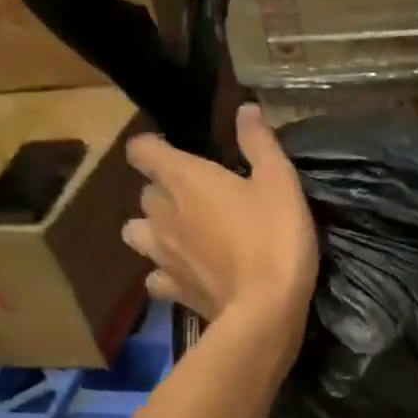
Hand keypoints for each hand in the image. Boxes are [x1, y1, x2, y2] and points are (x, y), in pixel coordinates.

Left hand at [122, 104, 318, 337]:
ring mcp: (161, 254)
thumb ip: (259, 142)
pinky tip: (185, 273)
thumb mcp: (280, 181)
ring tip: (179, 235)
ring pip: (137, 233)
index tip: (173, 151)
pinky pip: (154, 276)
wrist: (266, 308)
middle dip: (162, 191)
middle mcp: (162, 212)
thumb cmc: (274, 236)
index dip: (153, 147)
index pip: (142, 150)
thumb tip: (245, 108)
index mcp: (184, 178)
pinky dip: (164, 273)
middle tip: (195, 197)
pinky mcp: (171, 289)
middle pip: (144, 192)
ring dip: (152, 230)